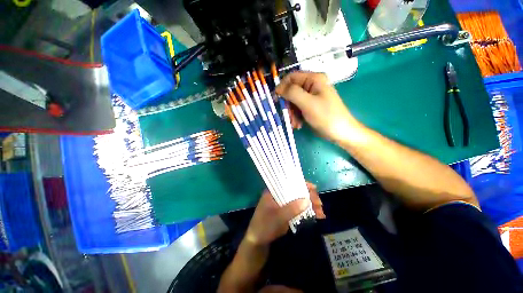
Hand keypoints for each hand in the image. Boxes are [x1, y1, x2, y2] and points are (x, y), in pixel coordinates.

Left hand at [245, 183, 325, 245]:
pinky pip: (299, 209)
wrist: (258, 243)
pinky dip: (308, 211)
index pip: (288, 182)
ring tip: (321, 213)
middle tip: (320, 205)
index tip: (314, 189)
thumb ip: (291, 208)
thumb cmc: (264, 227)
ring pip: (299, 200)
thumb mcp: (277, 218)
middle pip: (296, 191)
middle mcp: (279, 195)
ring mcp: (284, 203)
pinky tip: (317, 216)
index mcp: (273, 191)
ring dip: (311, 205)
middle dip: (309, 196)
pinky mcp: (287, 212)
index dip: (302, 184)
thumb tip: (307, 199)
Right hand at [276, 71, 360, 142]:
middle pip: (291, 91)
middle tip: (288, 116)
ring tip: (295, 124)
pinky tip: (298, 125)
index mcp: (313, 79)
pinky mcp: (310, 107)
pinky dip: (295, 117)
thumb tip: (278, 88)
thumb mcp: (308, 103)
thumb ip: (292, 93)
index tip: (276, 100)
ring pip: (292, 102)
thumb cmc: (326, 116)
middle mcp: (311, 86)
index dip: (282, 87)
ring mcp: (311, 97)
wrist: (340, 132)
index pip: (291, 77)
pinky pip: (297, 109)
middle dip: (288, 105)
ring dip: (291, 114)